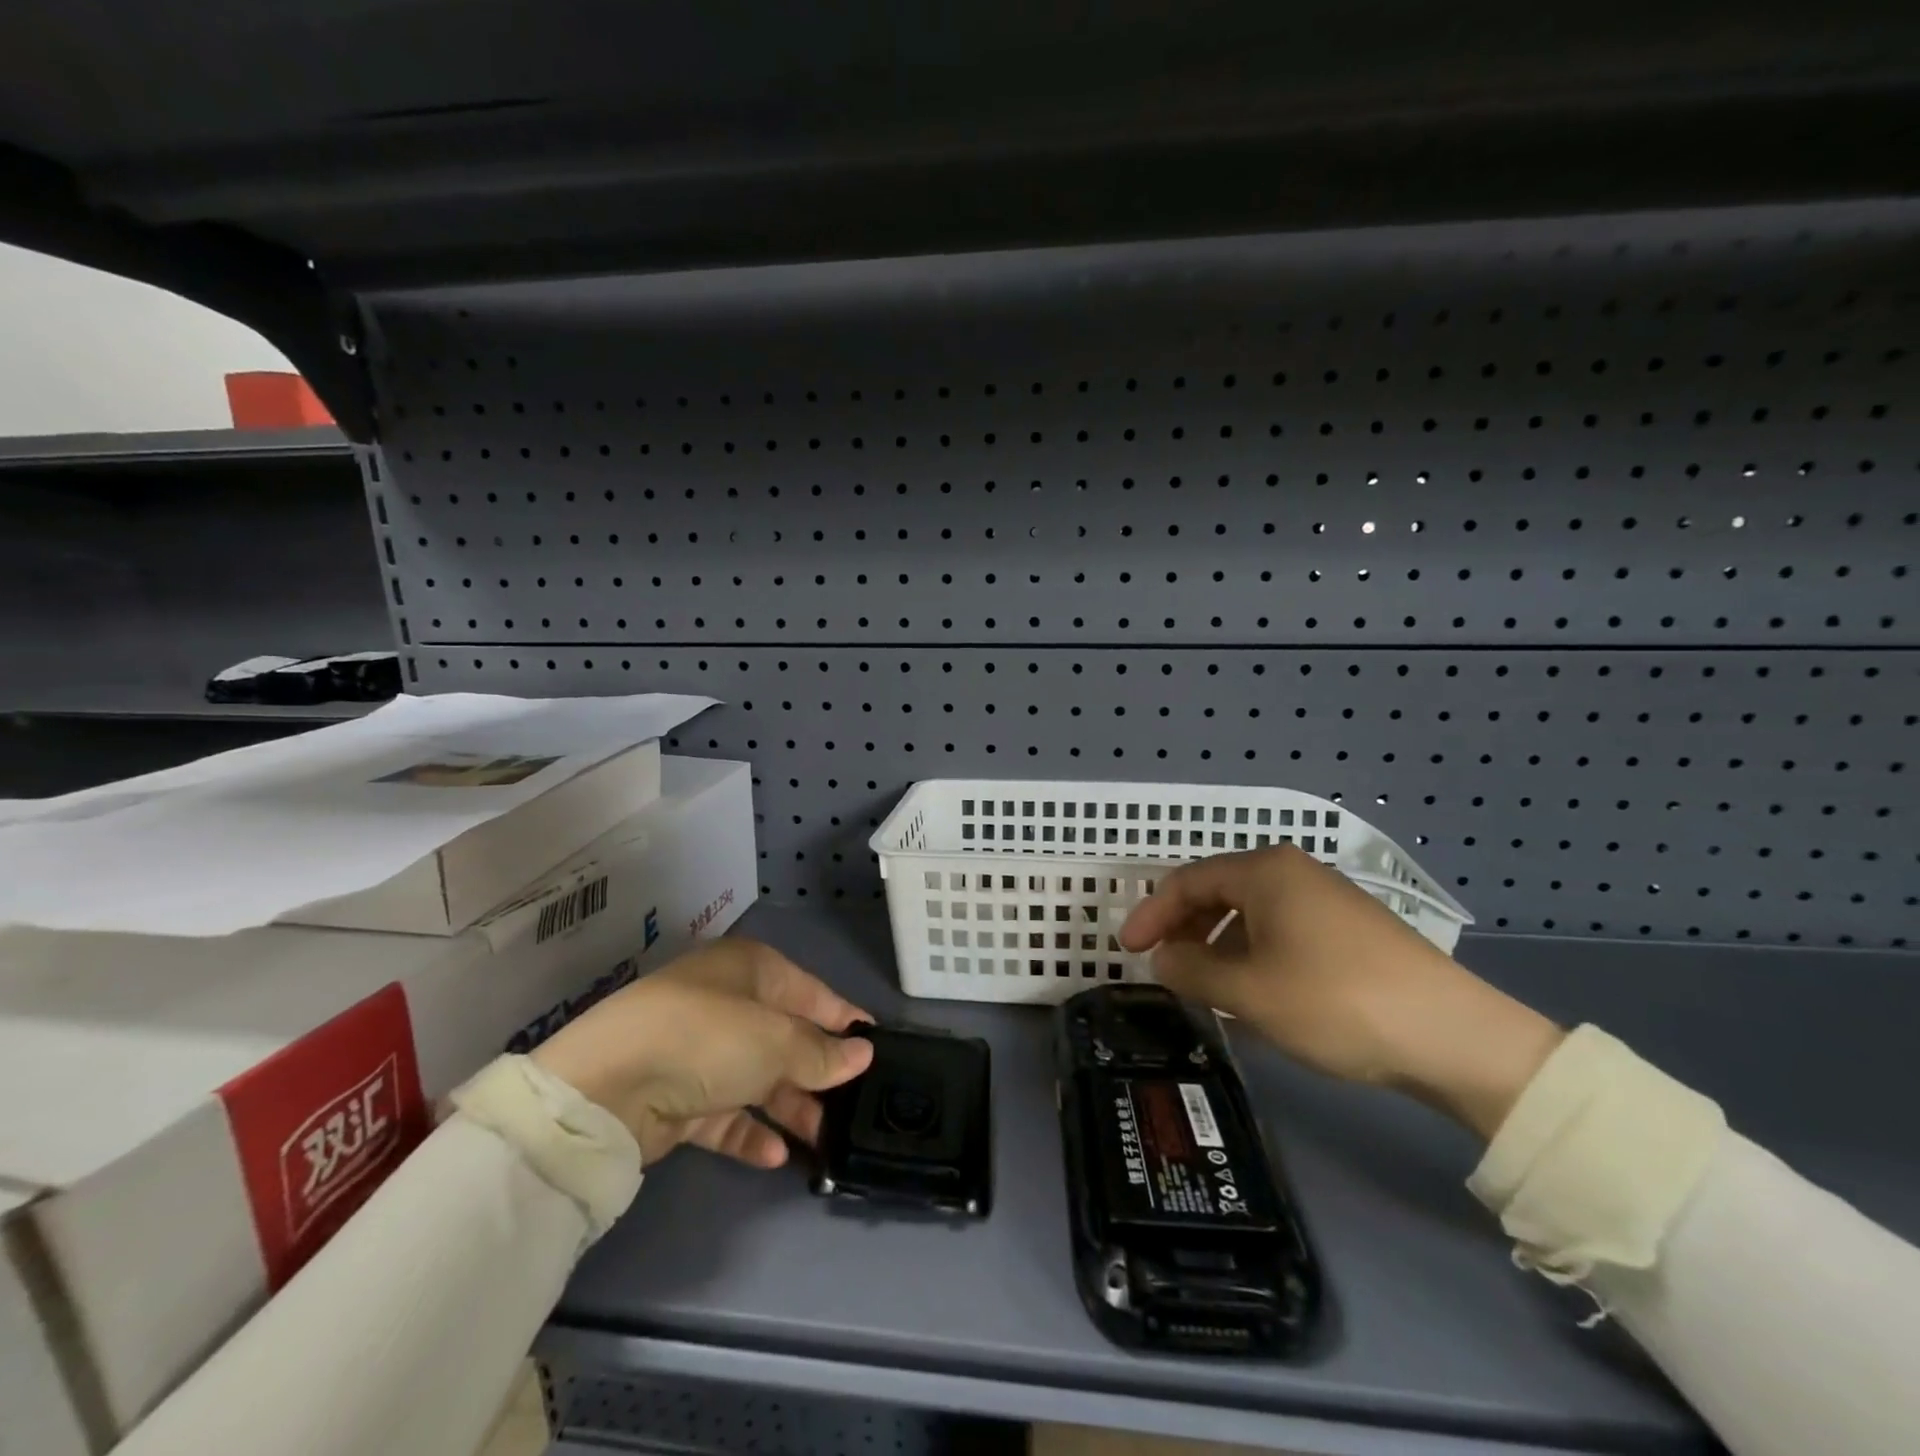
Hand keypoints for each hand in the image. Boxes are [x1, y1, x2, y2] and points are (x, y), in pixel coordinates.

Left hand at [529, 938, 874, 1168]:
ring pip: (758, 1079)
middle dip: (818, 1074)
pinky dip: (750, 1132)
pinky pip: (725, 1113)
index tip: (877, 1048)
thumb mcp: (776, 1041)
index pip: (811, 993)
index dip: (843, 1020)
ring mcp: (699, 1051)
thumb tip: (863, 1053)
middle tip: (853, 1108)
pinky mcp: (677, 1096)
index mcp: (752, 970)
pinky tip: (777, 1157)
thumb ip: (822, 1054)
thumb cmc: (707, 1038)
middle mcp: (727, 1003)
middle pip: (785, 1039)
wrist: (606, 1087)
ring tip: (823, 1141)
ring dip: (789, 1108)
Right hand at [1119, 846, 1562, 1139]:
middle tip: (1163, 965)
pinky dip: (1253, 955)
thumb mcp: (1249, 992)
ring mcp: (1326, 899)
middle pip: (1218, 892)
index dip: (1151, 914)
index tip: (1127, 950)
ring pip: (1251, 914)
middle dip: (1184, 928)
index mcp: (1265, 871)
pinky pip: (1281, 931)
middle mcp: (1293, 872)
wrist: (1453, 1036)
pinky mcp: (1350, 930)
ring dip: (1218, 946)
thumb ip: (1192, 971)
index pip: (1187, 881)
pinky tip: (1255, 993)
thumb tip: (1163, 959)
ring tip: (1205, 986)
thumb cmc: (1334, 1001)